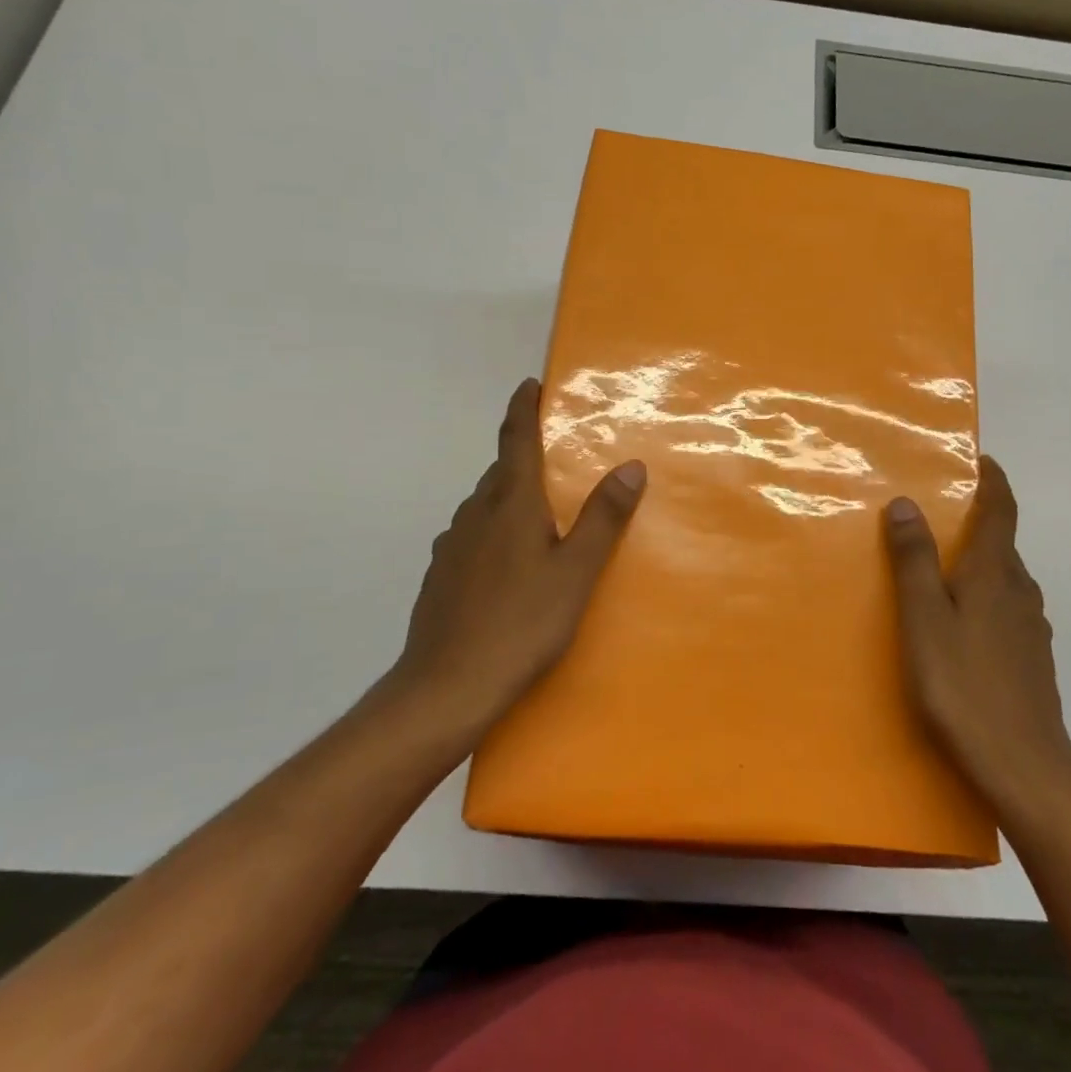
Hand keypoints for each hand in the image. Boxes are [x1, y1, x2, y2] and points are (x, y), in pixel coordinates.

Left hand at [372, 377, 645, 747]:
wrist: (446, 688)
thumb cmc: (521, 624)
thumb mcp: (576, 573)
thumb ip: (603, 519)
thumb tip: (630, 466)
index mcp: (510, 505)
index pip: (516, 441)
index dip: (522, 409)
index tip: (529, 384)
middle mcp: (475, 515)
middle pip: (501, 473)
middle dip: (525, 459)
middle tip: (557, 463)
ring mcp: (451, 547)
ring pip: (484, 507)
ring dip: (509, 499)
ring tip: (539, 518)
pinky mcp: (440, 577)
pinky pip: (472, 538)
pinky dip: (493, 533)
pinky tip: (507, 566)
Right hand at [884, 456, 1070, 813]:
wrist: (1025, 769)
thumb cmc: (964, 687)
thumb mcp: (924, 619)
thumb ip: (914, 561)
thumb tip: (905, 503)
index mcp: (995, 575)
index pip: (1002, 511)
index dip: (994, 481)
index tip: (980, 459)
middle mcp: (1020, 593)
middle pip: (1002, 545)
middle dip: (977, 524)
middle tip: (936, 519)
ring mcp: (1031, 630)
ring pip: (1005, 581)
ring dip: (979, 564)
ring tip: (942, 571)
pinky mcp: (1032, 661)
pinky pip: (1007, 611)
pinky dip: (984, 599)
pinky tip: (962, 628)